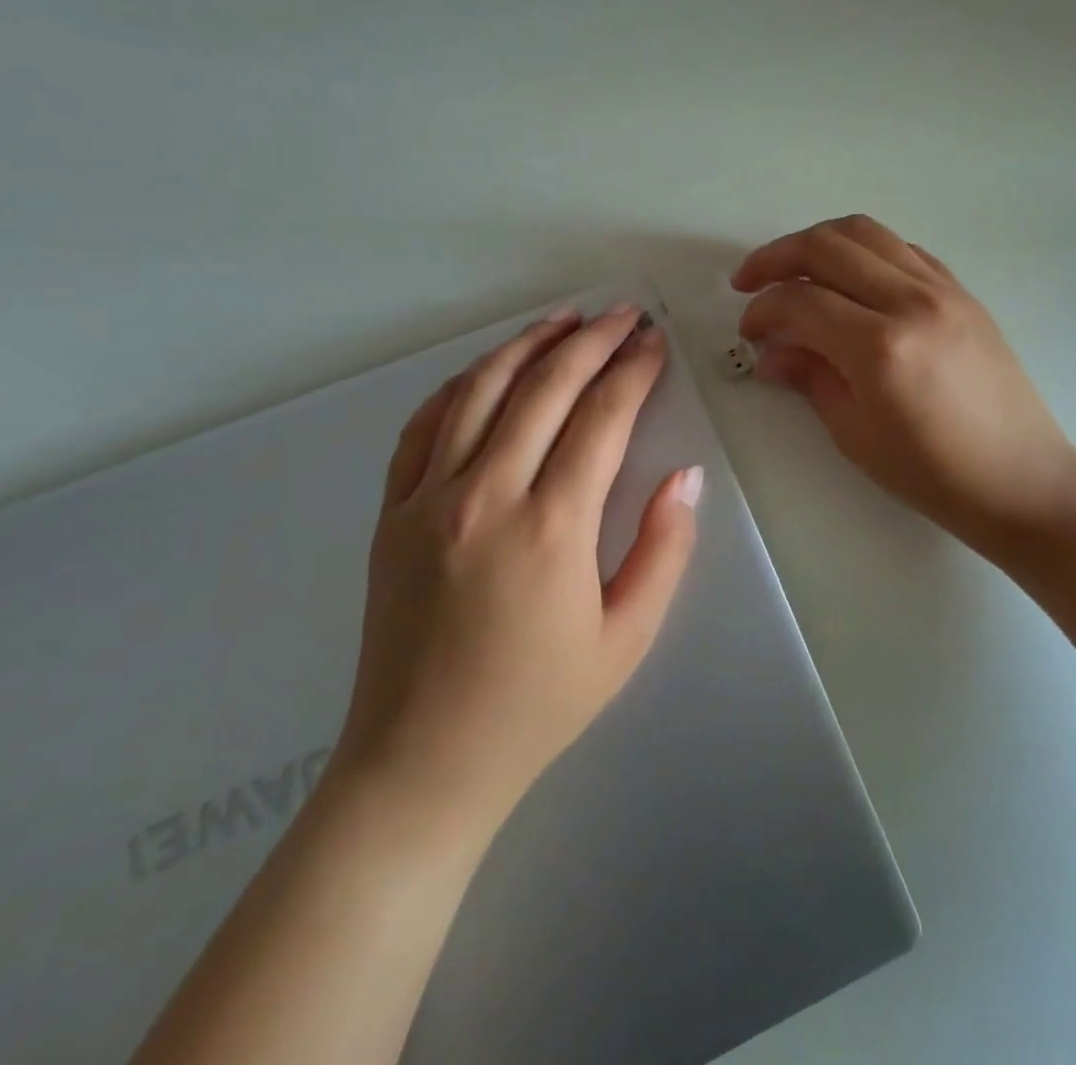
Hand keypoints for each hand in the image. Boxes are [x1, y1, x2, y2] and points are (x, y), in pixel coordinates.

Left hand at [335, 303, 701, 827]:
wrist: (421, 762)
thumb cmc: (538, 704)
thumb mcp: (627, 638)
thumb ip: (664, 549)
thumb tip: (684, 476)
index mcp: (552, 526)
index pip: (602, 417)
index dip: (634, 370)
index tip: (655, 341)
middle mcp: (486, 495)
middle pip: (544, 387)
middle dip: (591, 340)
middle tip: (623, 314)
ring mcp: (428, 499)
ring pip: (481, 390)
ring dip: (527, 345)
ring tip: (565, 319)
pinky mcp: (391, 512)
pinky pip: (425, 425)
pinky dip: (462, 384)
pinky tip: (490, 368)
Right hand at [733, 215, 1075, 553]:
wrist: (1020, 478)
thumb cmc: (933, 473)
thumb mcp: (856, 435)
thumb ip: (809, 379)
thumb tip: (770, 352)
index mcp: (880, 346)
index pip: (801, 302)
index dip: (762, 311)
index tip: (748, 331)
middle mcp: (911, 301)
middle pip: (827, 246)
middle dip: (776, 257)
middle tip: (749, 281)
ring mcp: (943, 289)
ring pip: (866, 232)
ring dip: (818, 241)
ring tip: (793, 268)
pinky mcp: (962, 291)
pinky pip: (902, 249)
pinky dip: (865, 251)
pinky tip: (850, 279)